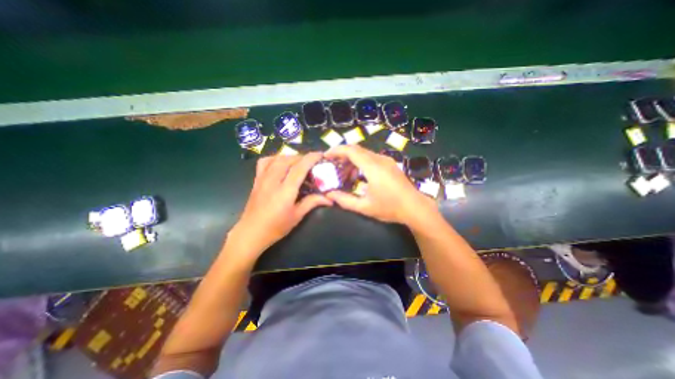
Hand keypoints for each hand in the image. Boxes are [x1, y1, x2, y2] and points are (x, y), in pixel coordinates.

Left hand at [227, 153, 331, 258]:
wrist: (251, 233)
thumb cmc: (276, 227)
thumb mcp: (297, 216)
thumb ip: (312, 203)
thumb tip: (329, 198)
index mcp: (285, 191)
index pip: (299, 168)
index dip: (311, 159)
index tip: (320, 154)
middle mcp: (273, 181)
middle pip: (288, 160)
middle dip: (302, 157)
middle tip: (312, 161)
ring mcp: (262, 179)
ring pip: (276, 159)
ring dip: (290, 156)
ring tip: (298, 161)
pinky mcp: (256, 180)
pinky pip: (264, 162)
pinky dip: (275, 158)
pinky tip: (280, 163)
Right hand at [324, 145, 435, 224]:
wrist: (415, 208)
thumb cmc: (390, 208)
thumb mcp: (364, 207)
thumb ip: (345, 200)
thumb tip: (329, 195)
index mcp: (373, 167)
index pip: (351, 151)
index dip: (336, 150)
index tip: (326, 156)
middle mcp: (380, 159)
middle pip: (356, 150)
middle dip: (342, 156)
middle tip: (332, 166)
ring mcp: (386, 161)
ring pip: (364, 154)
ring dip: (352, 161)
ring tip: (344, 174)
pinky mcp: (390, 164)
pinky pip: (371, 158)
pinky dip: (361, 163)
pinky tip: (358, 176)